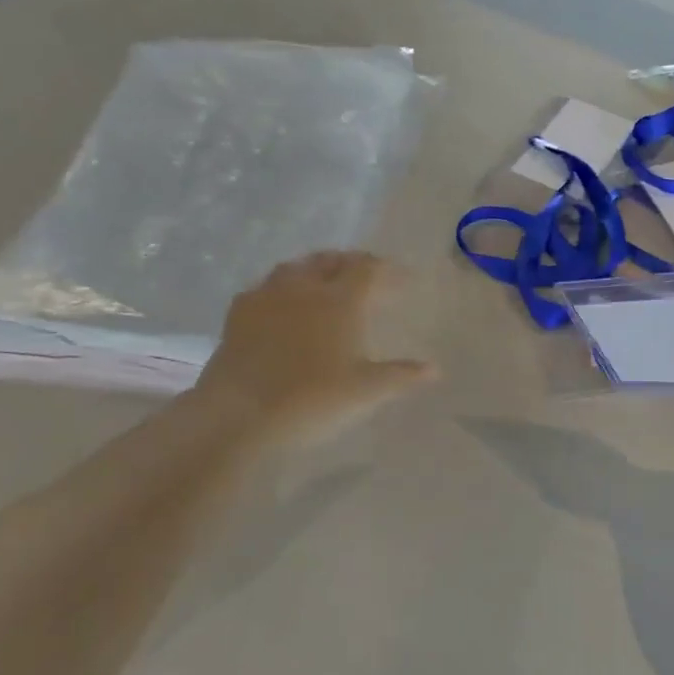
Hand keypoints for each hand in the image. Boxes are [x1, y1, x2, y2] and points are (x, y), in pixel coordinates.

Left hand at [195, 252, 436, 450]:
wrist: (239, 414)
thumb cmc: (312, 400)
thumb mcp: (365, 392)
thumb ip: (401, 375)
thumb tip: (435, 369)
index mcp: (340, 300)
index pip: (369, 269)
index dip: (389, 270)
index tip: (405, 279)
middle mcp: (304, 287)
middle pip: (332, 260)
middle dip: (353, 263)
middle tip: (368, 275)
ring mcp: (267, 296)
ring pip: (296, 267)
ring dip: (317, 268)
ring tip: (327, 280)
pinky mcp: (238, 313)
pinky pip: (266, 286)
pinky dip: (284, 287)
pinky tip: (284, 302)